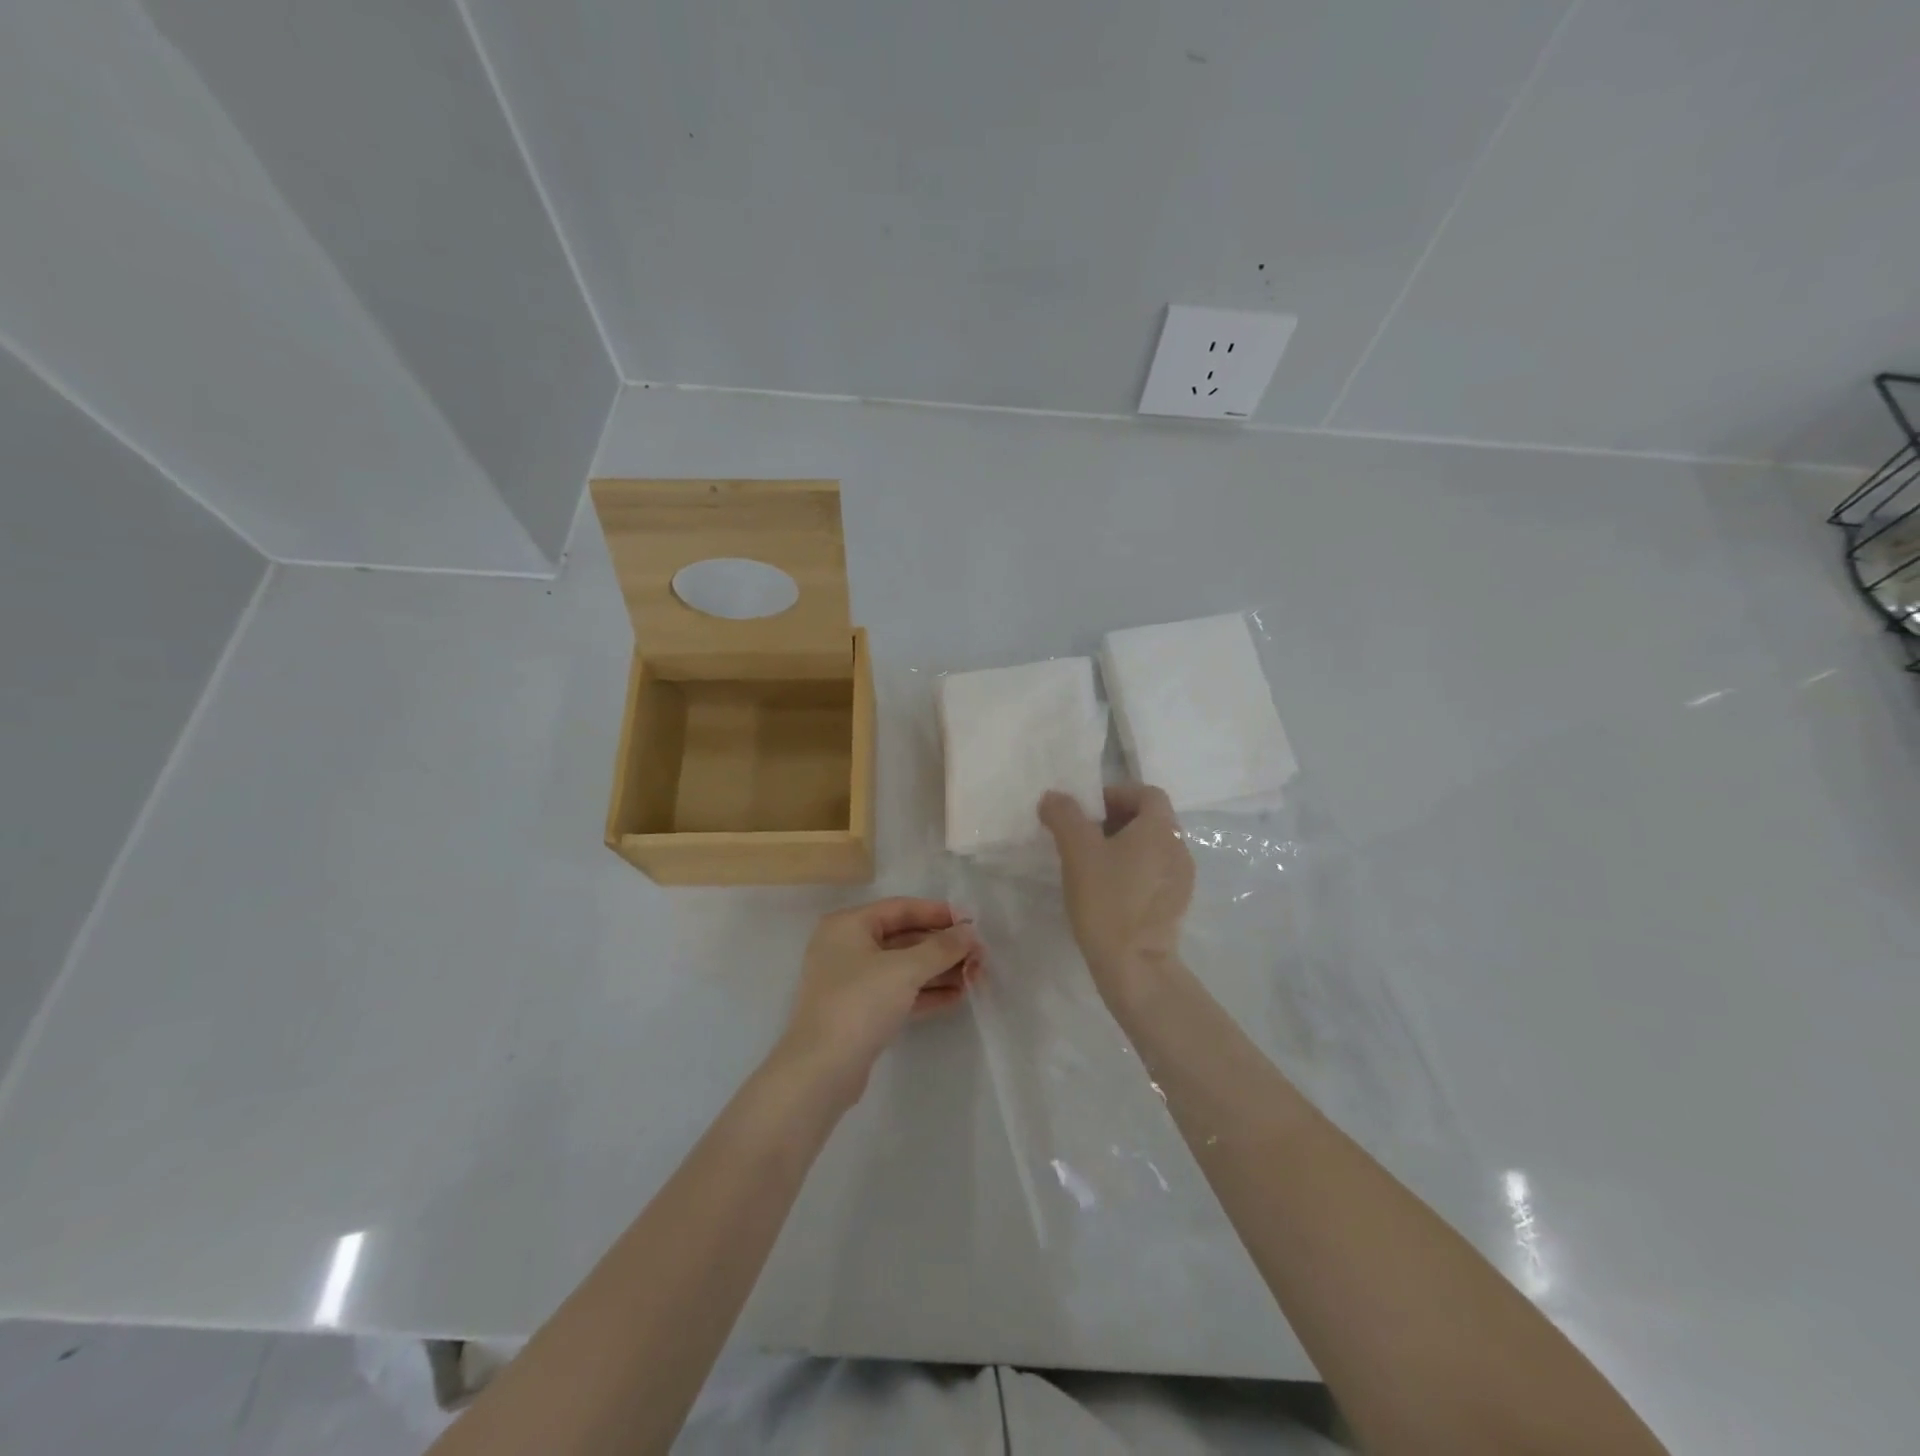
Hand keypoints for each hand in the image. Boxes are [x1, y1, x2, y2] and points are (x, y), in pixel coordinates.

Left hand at [777, 898, 980, 1105]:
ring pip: (903, 968)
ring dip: (938, 971)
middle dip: (942, 947)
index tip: (971, 922)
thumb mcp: (904, 969)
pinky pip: (898, 993)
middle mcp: (847, 947)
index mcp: (848, 925)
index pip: (901, 909)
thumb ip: (941, 948)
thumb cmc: (859, 1003)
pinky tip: (956, 997)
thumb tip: (969, 931)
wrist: (821, 1071)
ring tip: (975, 978)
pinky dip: (925, 993)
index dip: (937, 913)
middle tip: (979, 956)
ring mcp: (851, 982)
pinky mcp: (860, 1012)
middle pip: (904, 938)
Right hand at [1038, 784, 1194, 993]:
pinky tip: (1109, 891)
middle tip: (1084, 837)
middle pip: (1150, 819)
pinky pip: (1155, 873)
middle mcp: (1179, 847)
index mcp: (1161, 828)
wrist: (1134, 965)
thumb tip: (1054, 797)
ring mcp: (1182, 878)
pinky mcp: (1176, 904)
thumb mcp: (1077, 851)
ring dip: (1124, 846)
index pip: (1146, 792)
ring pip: (1152, 847)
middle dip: (1116, 820)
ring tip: (1093, 865)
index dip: (1116, 794)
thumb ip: (1064, 816)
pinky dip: (1133, 871)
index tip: (1087, 812)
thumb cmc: (1107, 901)